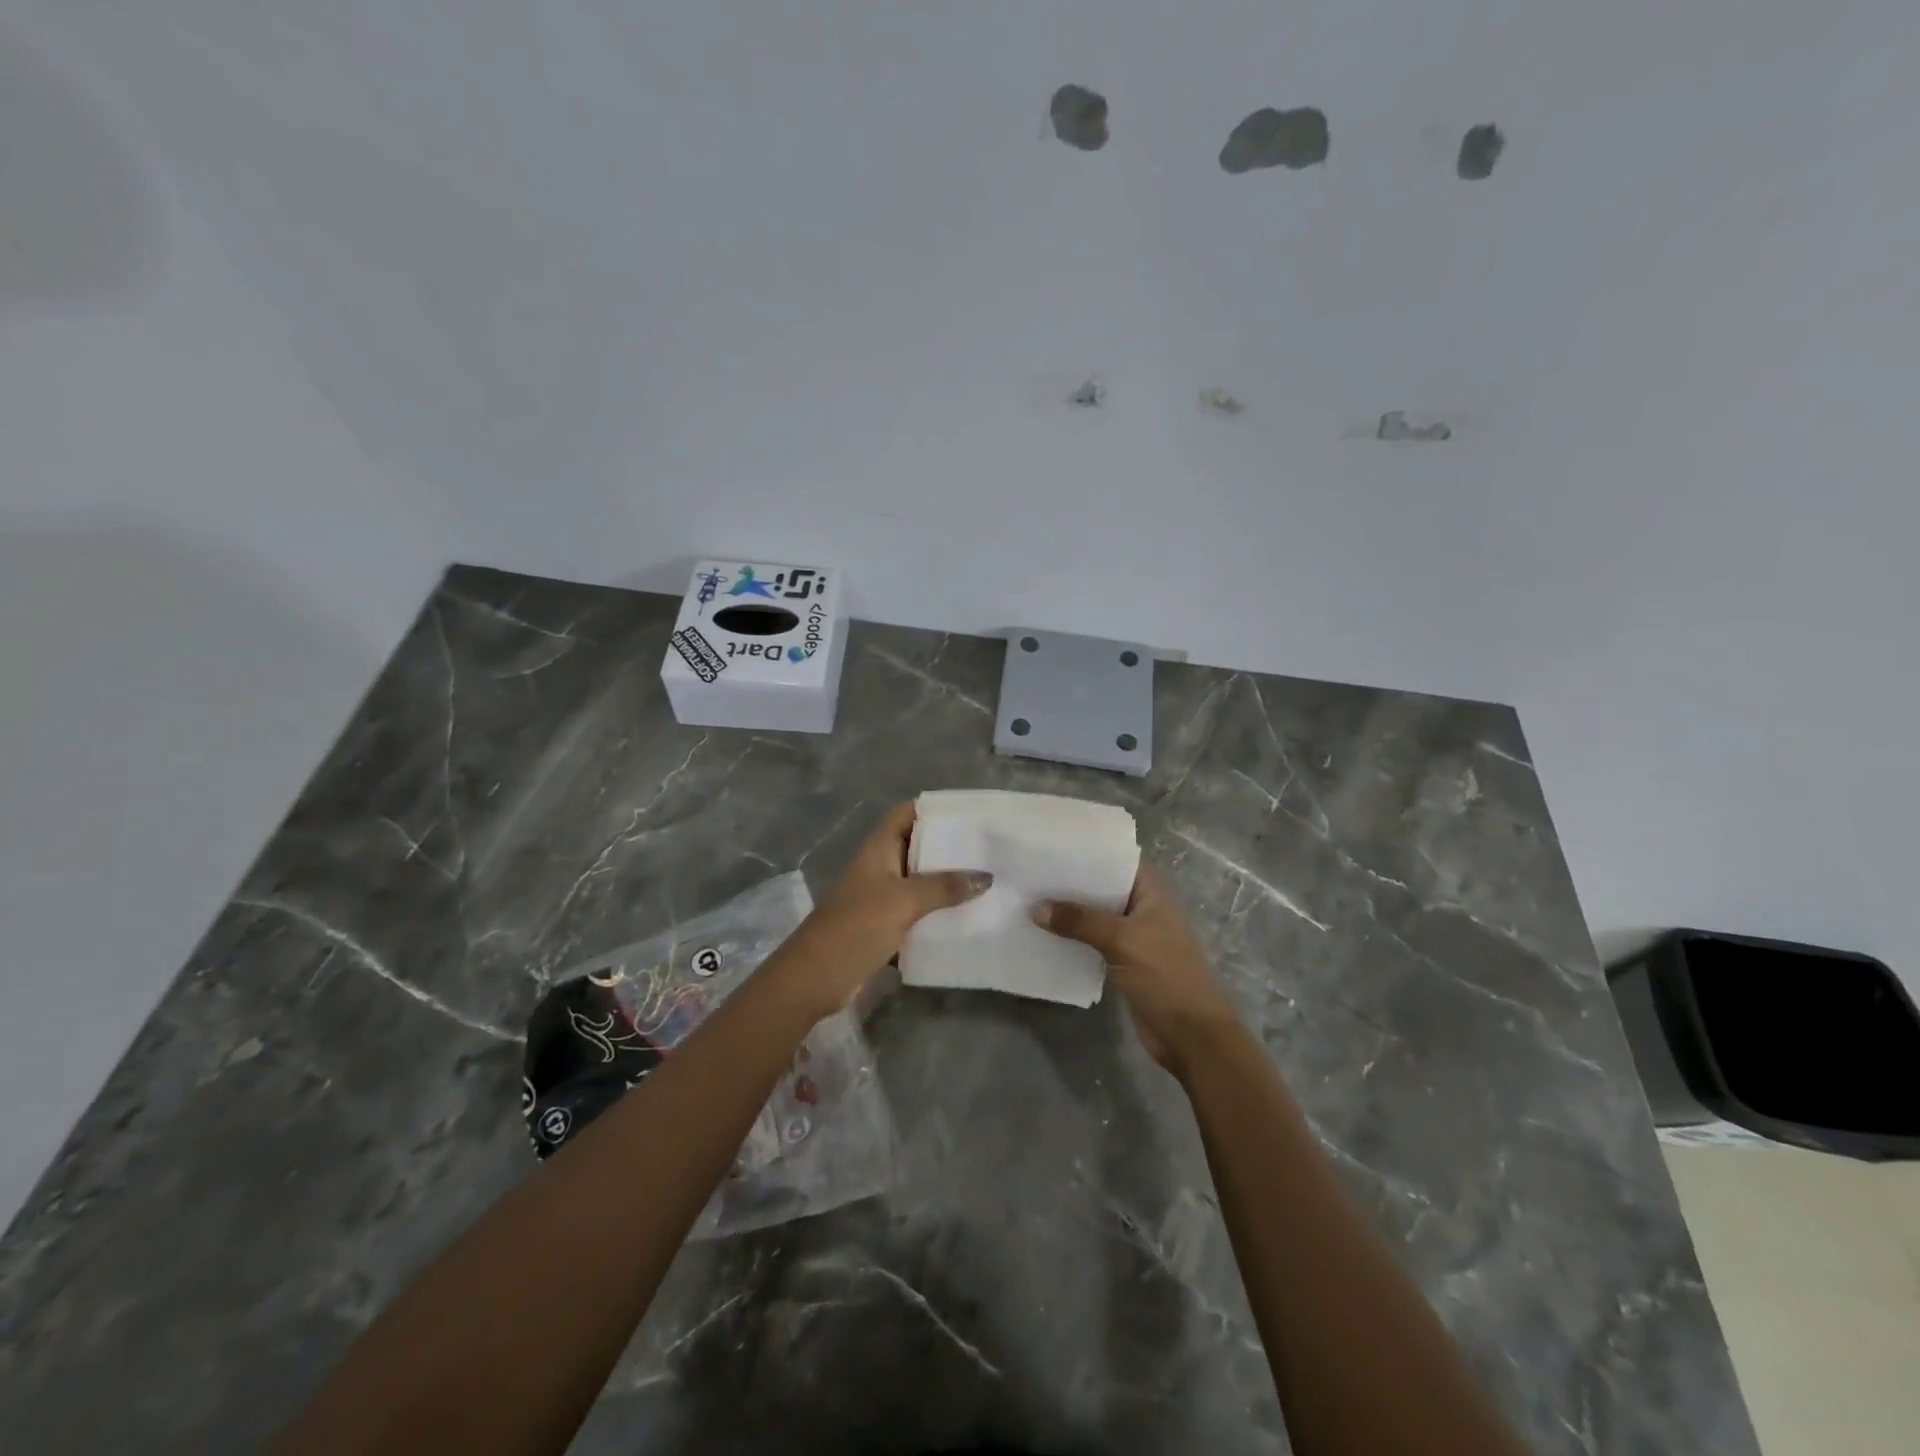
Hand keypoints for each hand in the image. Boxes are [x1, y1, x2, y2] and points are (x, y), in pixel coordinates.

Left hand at [775, 803, 990, 1017]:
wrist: (815, 977)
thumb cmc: (857, 926)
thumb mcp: (904, 901)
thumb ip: (944, 886)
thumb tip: (986, 876)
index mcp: (878, 848)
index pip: (908, 813)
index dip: (936, 809)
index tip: (971, 814)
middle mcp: (880, 866)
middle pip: (918, 846)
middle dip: (950, 848)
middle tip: (989, 849)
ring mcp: (881, 897)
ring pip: (920, 881)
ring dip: (947, 883)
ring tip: (987, 881)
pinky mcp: (884, 925)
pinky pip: (917, 911)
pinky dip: (938, 912)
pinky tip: (967, 917)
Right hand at [1033, 863, 1242, 1074]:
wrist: (1192, 1036)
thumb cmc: (1166, 976)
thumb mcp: (1123, 941)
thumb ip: (1080, 921)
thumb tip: (1036, 908)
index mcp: (1151, 891)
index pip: (1118, 857)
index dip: (1090, 847)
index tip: (1054, 840)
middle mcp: (1142, 907)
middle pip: (1103, 885)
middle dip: (1071, 879)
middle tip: (1030, 868)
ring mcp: (1134, 935)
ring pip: (1095, 914)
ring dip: (1068, 910)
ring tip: (1028, 896)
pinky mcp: (1123, 961)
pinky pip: (1092, 940)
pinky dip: (1072, 936)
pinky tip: (1043, 932)